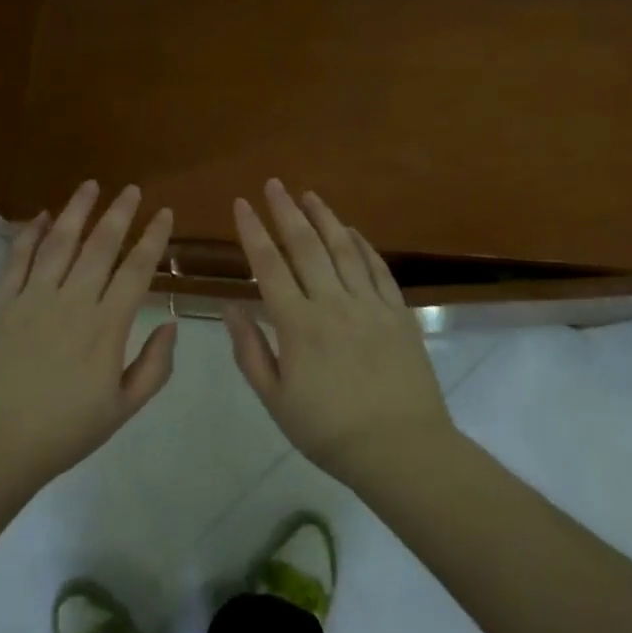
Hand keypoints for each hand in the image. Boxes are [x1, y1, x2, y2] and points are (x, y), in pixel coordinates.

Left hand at [0, 181, 176, 494]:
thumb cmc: (63, 432)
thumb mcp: (122, 409)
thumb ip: (154, 367)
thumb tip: (171, 324)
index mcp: (106, 326)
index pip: (137, 269)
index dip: (153, 238)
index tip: (164, 213)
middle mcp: (72, 301)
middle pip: (101, 246)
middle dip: (119, 213)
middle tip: (132, 189)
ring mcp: (32, 298)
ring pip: (60, 242)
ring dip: (77, 211)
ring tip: (90, 186)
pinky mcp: (1, 303)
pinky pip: (18, 259)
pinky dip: (31, 234)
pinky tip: (42, 216)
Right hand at [224, 180, 455, 490]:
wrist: (400, 449)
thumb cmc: (328, 430)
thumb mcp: (276, 399)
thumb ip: (250, 350)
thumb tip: (231, 307)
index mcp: (297, 324)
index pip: (269, 266)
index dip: (253, 232)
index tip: (241, 204)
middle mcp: (332, 303)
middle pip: (305, 246)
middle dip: (286, 211)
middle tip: (273, 184)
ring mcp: (369, 304)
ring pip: (343, 249)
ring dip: (324, 218)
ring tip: (309, 194)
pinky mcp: (398, 312)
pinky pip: (378, 268)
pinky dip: (363, 244)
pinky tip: (352, 230)